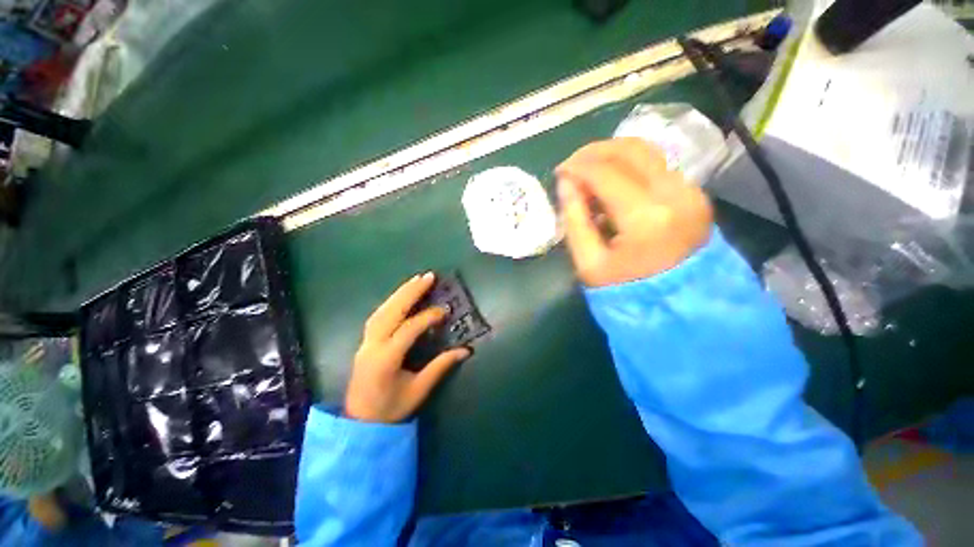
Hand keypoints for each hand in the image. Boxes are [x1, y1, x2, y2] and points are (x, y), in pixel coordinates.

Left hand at [345, 273, 470, 422]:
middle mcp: (372, 345)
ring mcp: (365, 342)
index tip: (445, 311)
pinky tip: (401, 296)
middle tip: (428, 276)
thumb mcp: (419, 390)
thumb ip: (440, 367)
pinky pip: (378, 315)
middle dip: (410, 292)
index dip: (428, 317)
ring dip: (400, 293)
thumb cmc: (391, 409)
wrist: (360, 423)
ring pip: (382, 310)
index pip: (408, 330)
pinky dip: (391, 302)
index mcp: (386, 359)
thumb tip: (465, 350)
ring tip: (416, 280)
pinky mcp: (364, 342)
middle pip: (392, 311)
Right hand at [555, 138, 713, 286]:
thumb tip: (565, 182)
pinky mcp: (694, 194)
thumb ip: (574, 219)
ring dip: (612, 155)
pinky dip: (629, 167)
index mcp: (646, 218)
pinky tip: (612, 184)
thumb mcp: (588, 262)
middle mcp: (675, 195)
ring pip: (647, 152)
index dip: (576, 167)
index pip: (606, 173)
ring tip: (589, 173)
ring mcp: (691, 192)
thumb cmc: (626, 290)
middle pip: (631, 150)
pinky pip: (657, 166)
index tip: (559, 172)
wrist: (678, 308)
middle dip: (594, 152)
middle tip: (572, 166)